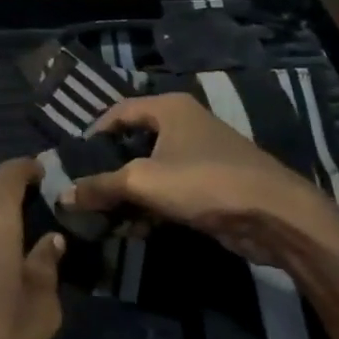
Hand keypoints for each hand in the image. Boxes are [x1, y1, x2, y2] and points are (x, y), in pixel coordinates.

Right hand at [62, 94, 338, 274]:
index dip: (92, 134)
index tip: (72, 161)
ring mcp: (199, 155)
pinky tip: (134, 230)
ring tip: (103, 217)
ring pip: (150, 170)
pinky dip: (150, 207)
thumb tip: (63, 196)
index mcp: (168, 108)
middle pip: (133, 142)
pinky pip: (169, 191)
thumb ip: (100, 186)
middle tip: (83, 191)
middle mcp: (183, 124)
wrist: (275, 216)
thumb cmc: (204, 182)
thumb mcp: (142, 182)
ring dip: (128, 194)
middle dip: (108, 169)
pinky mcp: (209, 185)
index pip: (117, 112)